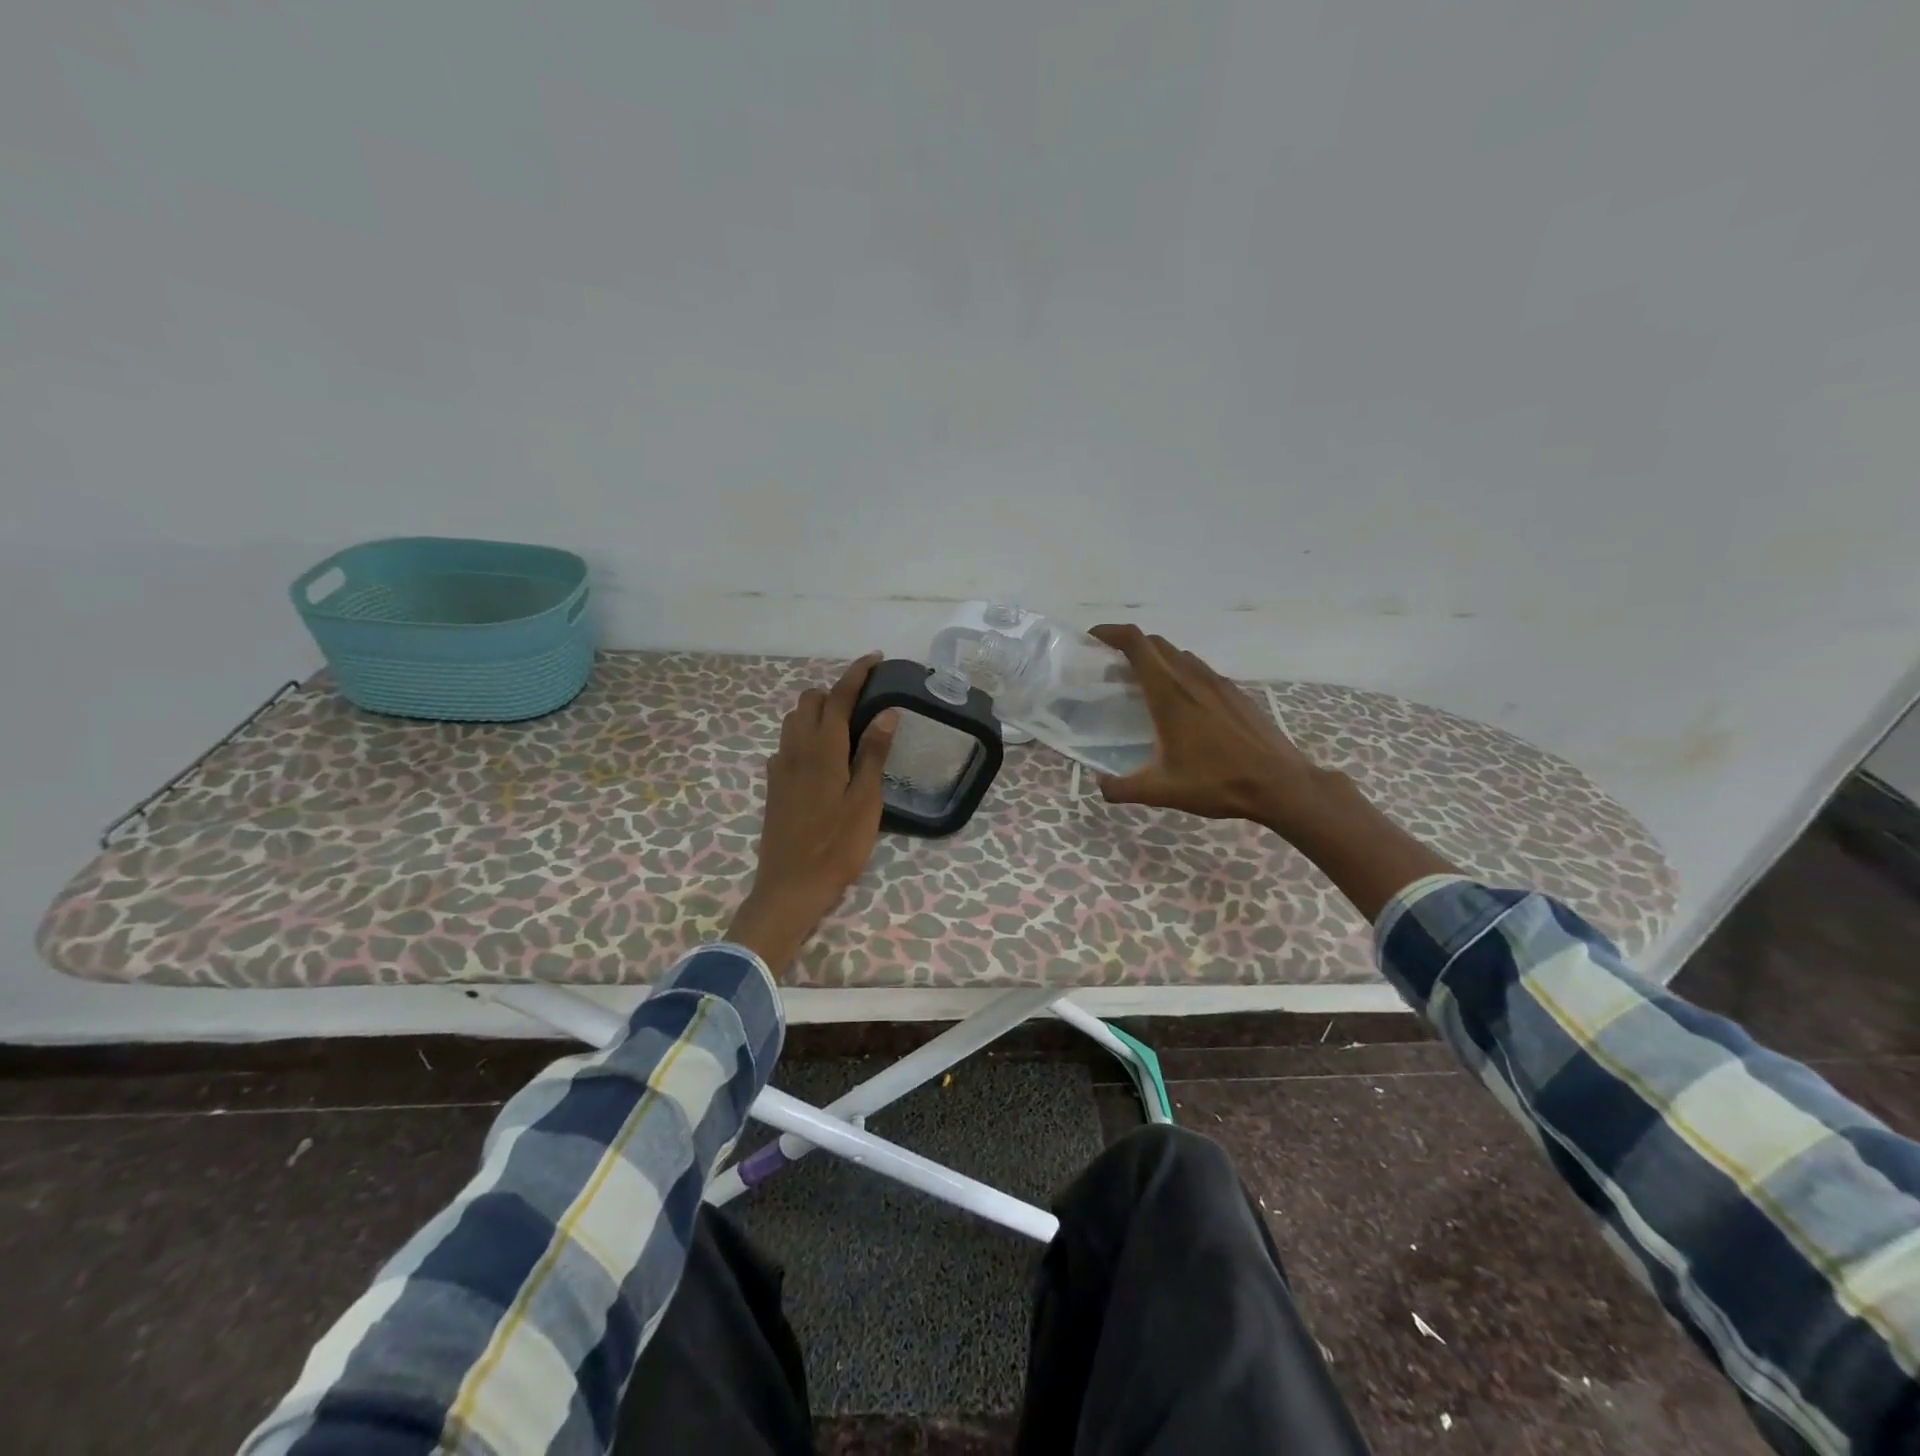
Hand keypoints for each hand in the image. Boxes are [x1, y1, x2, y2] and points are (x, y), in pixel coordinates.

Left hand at [726, 653, 898, 973]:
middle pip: (811, 701)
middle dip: (836, 691)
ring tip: (847, 727)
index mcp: (822, 749)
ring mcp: (780, 767)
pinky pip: (787, 744)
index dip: (857, 673)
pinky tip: (823, 758)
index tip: (876, 659)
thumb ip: (873, 754)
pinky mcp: (773, 785)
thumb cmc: (836, 846)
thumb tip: (887, 713)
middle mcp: (795, 749)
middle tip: (866, 702)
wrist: (790, 887)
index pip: (839, 696)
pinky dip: (805, 736)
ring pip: (794, 720)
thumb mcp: (865, 801)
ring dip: (818, 712)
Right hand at [1088, 624, 1337, 836]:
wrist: (1280, 784)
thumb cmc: (1218, 783)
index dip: (1110, 632)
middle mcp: (1192, 678)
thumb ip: (1121, 788)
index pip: (1135, 643)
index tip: (1093, 638)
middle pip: (1155, 643)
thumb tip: (1099, 784)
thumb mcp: (1161, 791)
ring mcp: (1218, 682)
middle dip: (1129, 646)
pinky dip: (1180, 673)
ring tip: (1143, 685)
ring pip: (1179, 655)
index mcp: (1169, 694)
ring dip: (1156, 659)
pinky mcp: (1235, 693)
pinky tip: (1181, 704)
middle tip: (1111, 668)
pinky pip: (1199, 670)